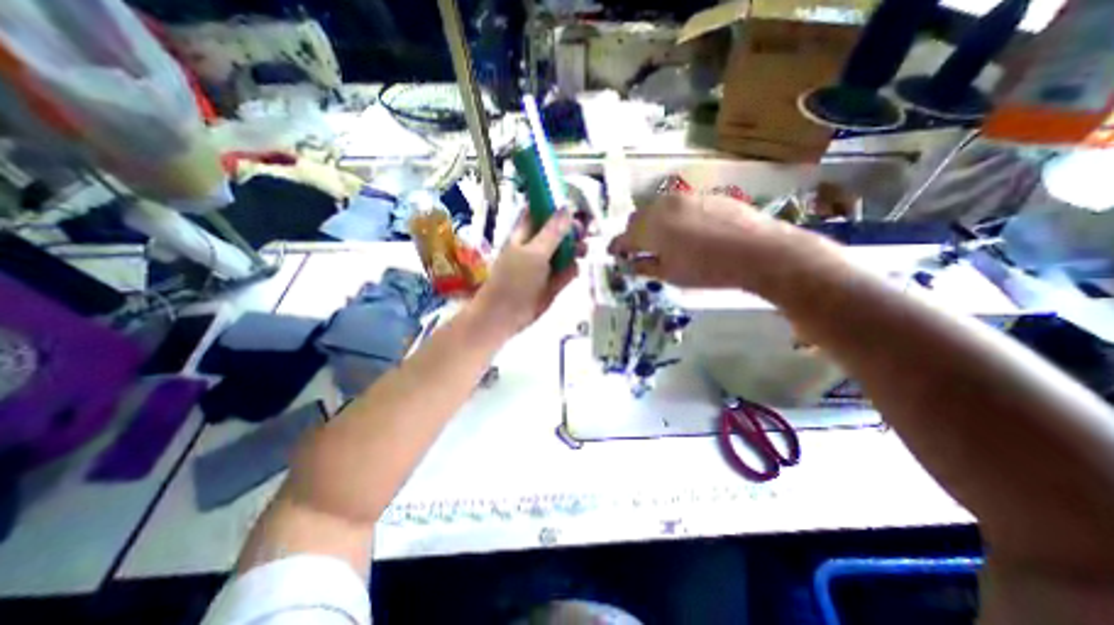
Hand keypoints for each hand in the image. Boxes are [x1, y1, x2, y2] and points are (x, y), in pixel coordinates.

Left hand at [466, 204, 578, 341]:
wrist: (505, 315)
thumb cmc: (514, 279)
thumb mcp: (534, 252)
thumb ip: (552, 231)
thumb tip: (567, 208)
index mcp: (524, 234)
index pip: (540, 212)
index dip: (556, 207)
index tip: (575, 207)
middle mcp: (535, 247)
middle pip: (558, 232)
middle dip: (572, 230)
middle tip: (586, 231)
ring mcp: (544, 266)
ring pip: (564, 252)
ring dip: (575, 249)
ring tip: (584, 250)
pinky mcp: (551, 283)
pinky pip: (566, 272)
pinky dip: (571, 270)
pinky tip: (574, 270)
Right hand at [606, 193, 829, 292]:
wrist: (757, 249)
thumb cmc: (707, 268)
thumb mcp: (671, 274)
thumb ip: (646, 267)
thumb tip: (631, 264)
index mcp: (649, 228)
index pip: (623, 237)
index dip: (617, 247)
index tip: (614, 255)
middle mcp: (661, 207)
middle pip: (637, 219)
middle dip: (633, 235)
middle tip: (638, 251)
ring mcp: (683, 198)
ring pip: (656, 210)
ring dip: (652, 224)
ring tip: (663, 241)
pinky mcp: (702, 195)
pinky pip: (676, 206)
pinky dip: (671, 218)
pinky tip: (685, 232)